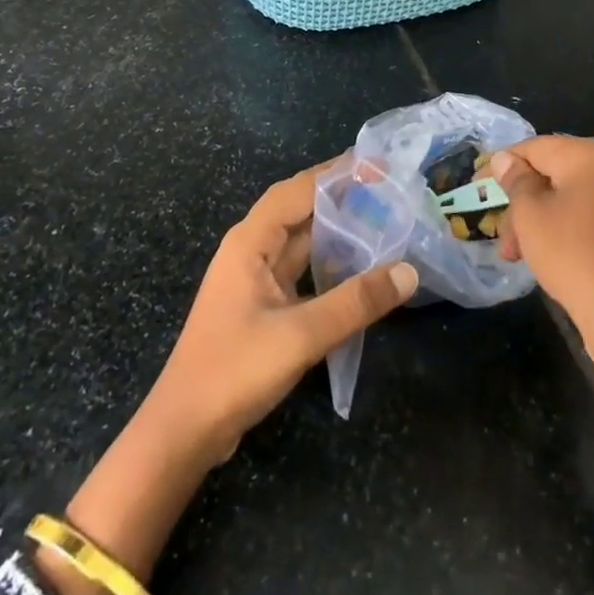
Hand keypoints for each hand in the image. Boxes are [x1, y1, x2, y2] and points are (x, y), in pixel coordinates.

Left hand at [144, 160, 418, 464]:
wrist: (184, 431)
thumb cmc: (234, 370)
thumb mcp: (301, 335)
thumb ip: (356, 302)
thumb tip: (409, 271)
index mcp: (250, 241)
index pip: (297, 190)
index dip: (335, 173)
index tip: (375, 163)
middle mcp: (250, 250)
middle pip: (299, 210)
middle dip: (340, 197)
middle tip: (387, 189)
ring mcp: (254, 279)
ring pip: (300, 241)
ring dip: (335, 230)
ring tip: (380, 219)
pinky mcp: (260, 306)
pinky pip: (300, 270)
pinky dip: (328, 263)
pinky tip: (356, 268)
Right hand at [491, 136, 593, 367]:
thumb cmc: (571, 254)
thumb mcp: (530, 215)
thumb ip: (515, 181)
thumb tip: (504, 158)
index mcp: (586, 156)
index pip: (533, 148)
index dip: (501, 165)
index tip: (476, 186)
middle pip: (548, 174)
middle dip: (518, 202)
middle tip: (497, 232)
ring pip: (563, 198)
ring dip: (533, 221)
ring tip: (513, 255)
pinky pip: (581, 216)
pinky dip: (557, 229)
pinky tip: (540, 257)